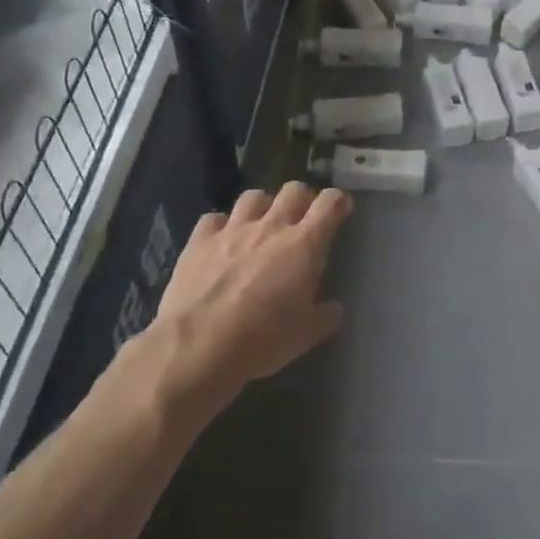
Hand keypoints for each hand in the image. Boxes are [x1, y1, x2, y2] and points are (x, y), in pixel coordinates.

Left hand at [153, 182, 351, 407]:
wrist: (198, 347)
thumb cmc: (263, 339)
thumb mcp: (306, 335)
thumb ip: (324, 316)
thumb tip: (332, 309)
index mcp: (304, 244)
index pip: (330, 203)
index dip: (339, 201)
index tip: (341, 210)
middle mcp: (271, 227)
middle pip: (293, 190)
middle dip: (303, 198)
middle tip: (302, 218)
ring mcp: (232, 231)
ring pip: (253, 197)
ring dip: (263, 206)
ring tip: (261, 225)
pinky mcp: (198, 242)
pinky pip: (213, 219)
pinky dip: (221, 226)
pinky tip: (221, 242)